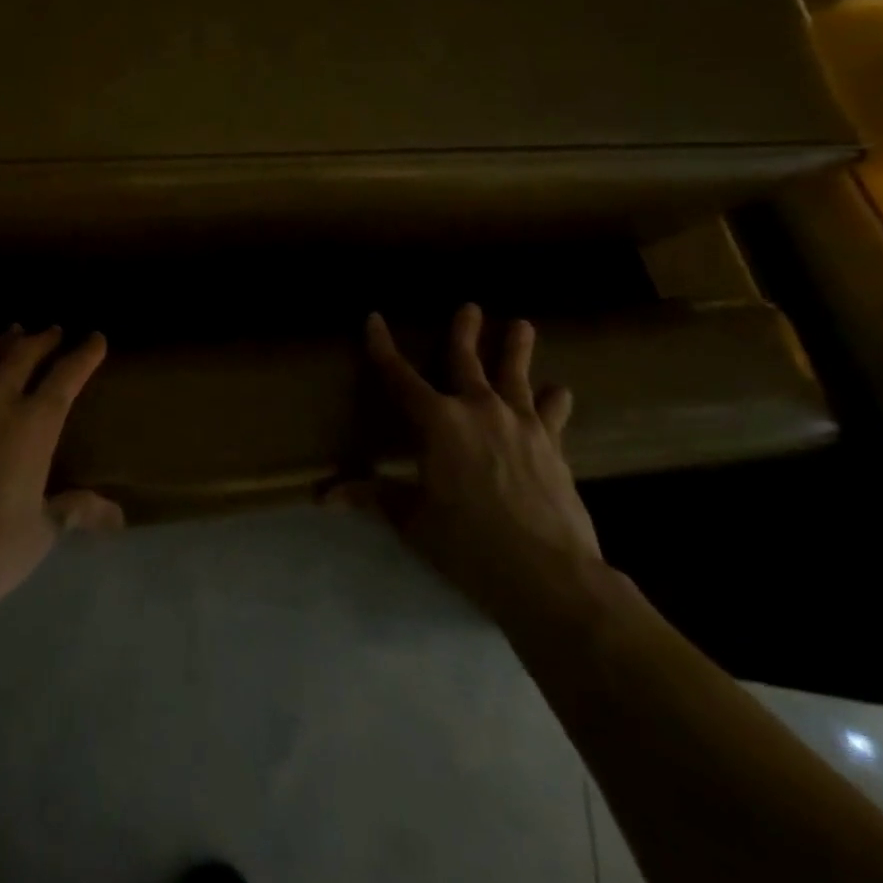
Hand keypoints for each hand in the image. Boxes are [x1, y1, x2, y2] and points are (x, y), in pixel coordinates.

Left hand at [0, 326, 123, 626]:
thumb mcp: (43, 529)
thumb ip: (78, 509)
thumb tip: (118, 516)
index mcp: (34, 425)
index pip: (66, 376)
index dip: (84, 354)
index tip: (95, 338)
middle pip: (23, 355)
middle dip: (42, 339)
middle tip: (52, 331)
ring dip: (0, 341)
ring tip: (12, 332)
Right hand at [358, 305, 602, 627]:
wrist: (549, 575)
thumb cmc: (468, 543)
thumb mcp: (413, 520)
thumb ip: (374, 496)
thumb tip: (322, 496)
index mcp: (437, 422)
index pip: (400, 376)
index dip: (383, 347)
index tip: (374, 319)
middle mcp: (478, 410)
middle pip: (467, 361)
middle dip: (465, 332)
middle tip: (471, 307)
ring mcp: (521, 425)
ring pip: (516, 376)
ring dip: (516, 349)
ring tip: (522, 325)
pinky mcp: (553, 447)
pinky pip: (553, 414)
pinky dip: (554, 401)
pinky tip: (559, 391)